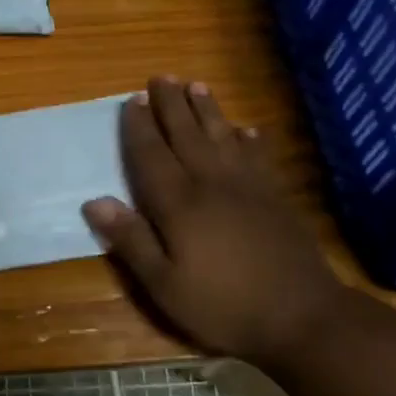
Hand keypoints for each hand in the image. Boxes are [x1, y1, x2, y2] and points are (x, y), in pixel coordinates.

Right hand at [82, 77, 344, 364]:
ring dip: (208, 110)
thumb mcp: (164, 285)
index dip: (140, 127)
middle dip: (172, 105)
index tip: (133, 99)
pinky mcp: (276, 198)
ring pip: (222, 137)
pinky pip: (259, 157)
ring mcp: (248, 188)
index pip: (152, 155)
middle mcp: (211, 184)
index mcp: (179, 204)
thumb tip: (93, 201)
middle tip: (162, 77)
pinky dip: (250, 140)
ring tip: (197, 85)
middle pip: (186, 135)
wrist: (302, 318)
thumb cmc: (224, 306)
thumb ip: (131, 240)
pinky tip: (247, 130)